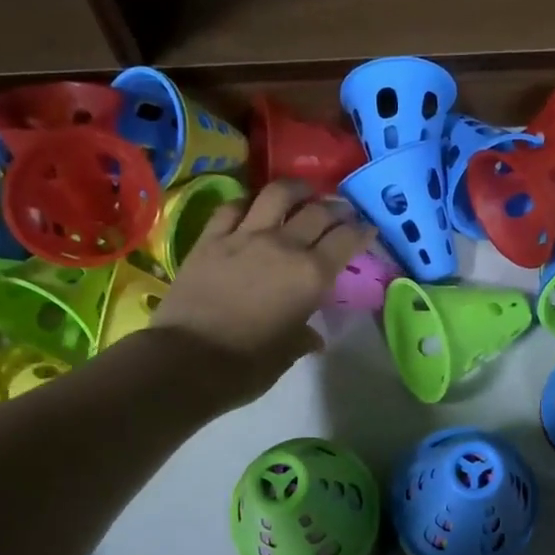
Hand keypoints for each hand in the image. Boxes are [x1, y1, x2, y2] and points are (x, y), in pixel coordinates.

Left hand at [148, 178, 374, 407]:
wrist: (187, 361)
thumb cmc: (247, 365)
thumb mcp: (287, 353)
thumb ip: (304, 337)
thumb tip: (312, 338)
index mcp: (312, 275)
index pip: (346, 240)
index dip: (361, 231)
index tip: (367, 228)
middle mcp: (284, 246)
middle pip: (318, 211)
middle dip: (336, 208)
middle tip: (341, 211)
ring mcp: (245, 236)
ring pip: (277, 195)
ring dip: (296, 189)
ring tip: (302, 193)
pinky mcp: (211, 238)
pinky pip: (233, 207)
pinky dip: (248, 202)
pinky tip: (253, 206)